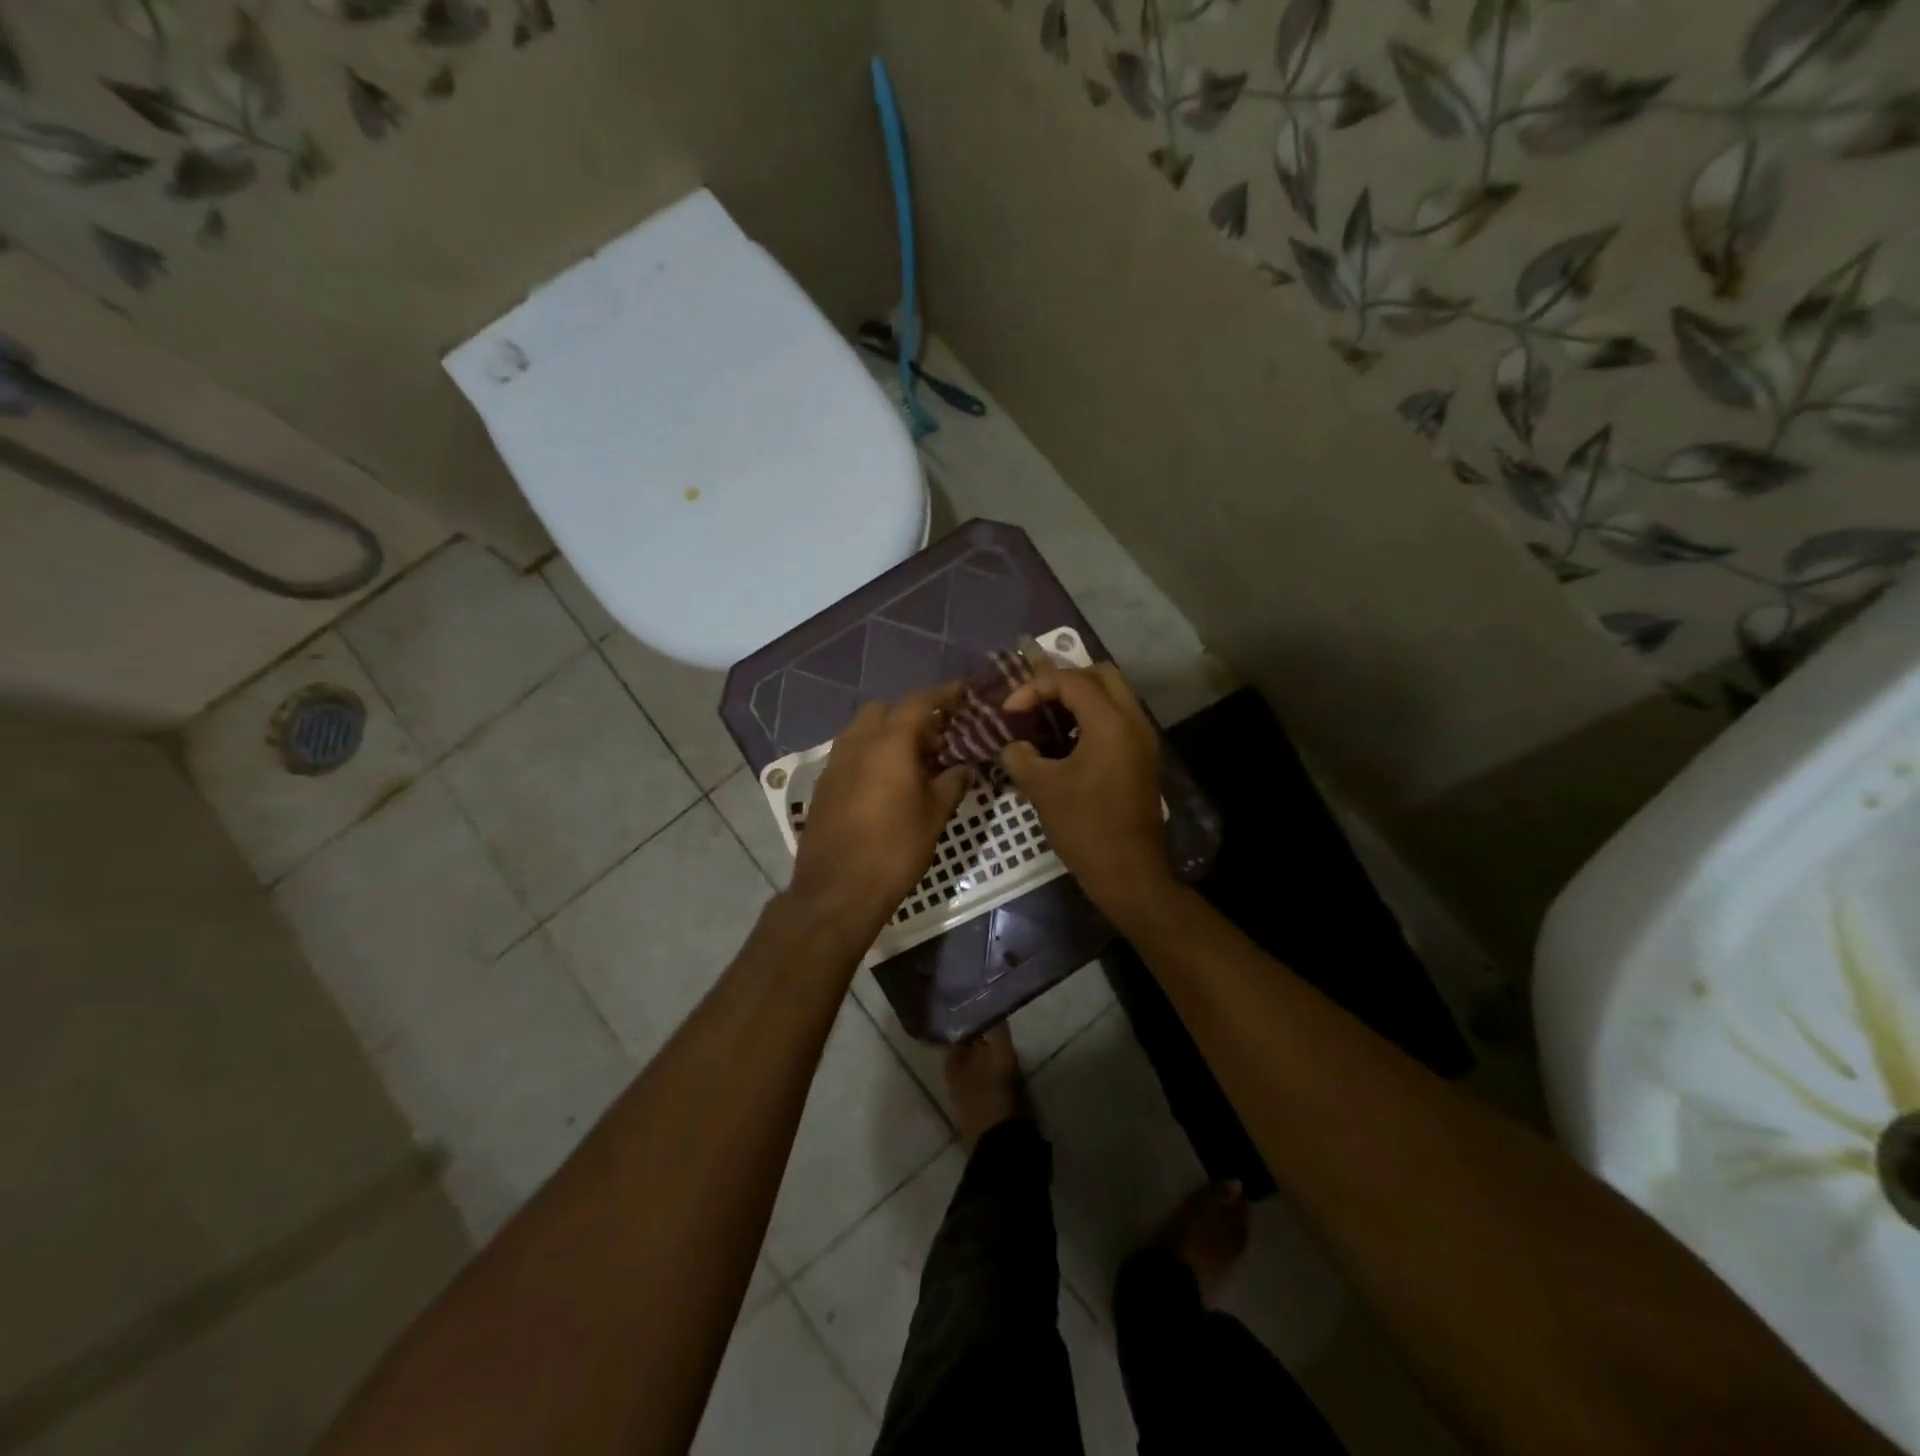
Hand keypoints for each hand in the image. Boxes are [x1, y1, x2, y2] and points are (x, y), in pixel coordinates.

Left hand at [787, 685, 972, 939]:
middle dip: (910, 712)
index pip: (919, 702)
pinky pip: (850, 752)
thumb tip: (964, 768)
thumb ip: (952, 784)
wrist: (837, 889)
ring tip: (913, 757)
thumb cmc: (894, 850)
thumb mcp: (934, 816)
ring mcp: (835, 762)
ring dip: (887, 731)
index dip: (943, 693)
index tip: (961, 691)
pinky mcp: (824, 784)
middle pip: (884, 709)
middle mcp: (858, 742)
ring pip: (862, 729)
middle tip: (936, 733)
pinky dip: (870, 752)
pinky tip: (886, 779)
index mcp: (889, 743)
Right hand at [999, 664, 1170, 908]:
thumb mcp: (1042, 789)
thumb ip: (1020, 757)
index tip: (1008, 712)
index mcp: (1110, 722)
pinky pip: (1117, 720)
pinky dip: (1091, 719)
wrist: (1129, 873)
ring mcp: (1142, 740)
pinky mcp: (1142, 758)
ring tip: (1044, 720)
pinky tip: (1064, 744)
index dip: (1033, 688)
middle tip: (1034, 702)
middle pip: (1100, 674)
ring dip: (1078, 699)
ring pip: (1112, 696)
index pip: (1070, 680)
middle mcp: (1133, 721)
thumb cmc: (1085, 827)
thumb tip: (1013, 746)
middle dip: (1063, 681)